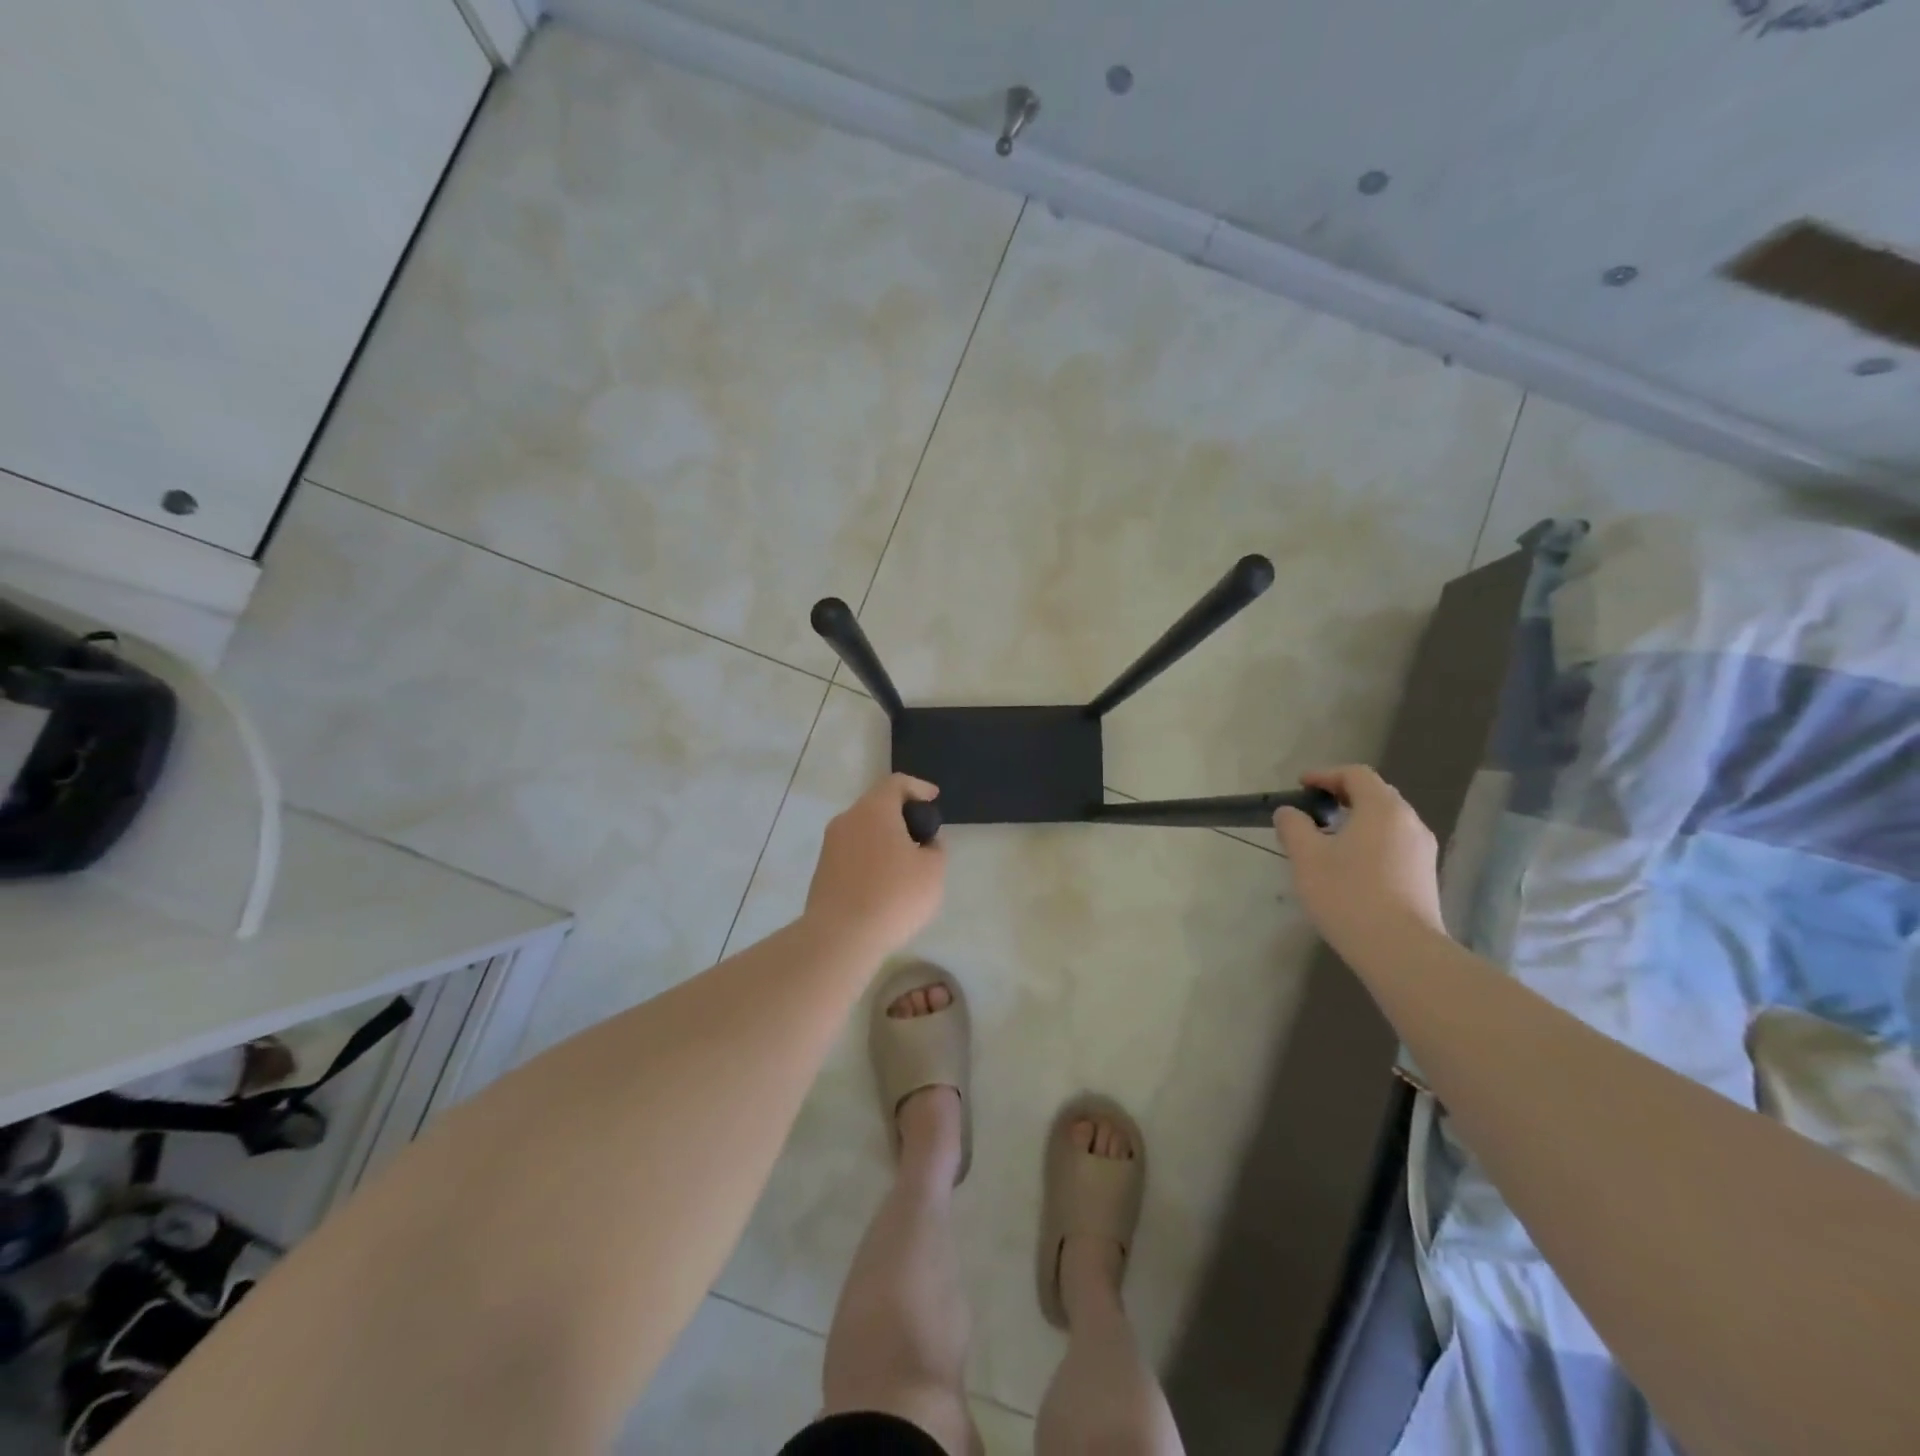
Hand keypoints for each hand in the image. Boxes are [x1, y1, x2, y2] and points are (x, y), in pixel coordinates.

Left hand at [804, 774, 946, 955]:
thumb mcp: (933, 870)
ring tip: (906, 862)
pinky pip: (853, 853)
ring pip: (863, 830)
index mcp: (874, 809)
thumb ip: (935, 848)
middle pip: (878, 805)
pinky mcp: (823, 871)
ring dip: (885, 838)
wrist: (839, 937)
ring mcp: (830, 846)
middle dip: (902, 814)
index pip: (897, 783)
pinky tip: (885, 882)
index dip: (919, 787)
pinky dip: (871, 857)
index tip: (934, 798)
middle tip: (923, 833)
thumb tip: (924, 843)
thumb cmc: (894, 895)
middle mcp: (848, 819)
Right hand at [1273, 765, 1445, 958]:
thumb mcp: (1306, 858)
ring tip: (1329, 838)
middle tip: (1315, 808)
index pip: (1355, 774)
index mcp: (1382, 808)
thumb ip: (1293, 827)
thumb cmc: (1348, 894)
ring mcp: (1422, 850)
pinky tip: (1351, 865)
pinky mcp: (1424, 876)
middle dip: (1343, 795)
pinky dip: (1371, 841)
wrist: (1400, 950)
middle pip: (1376, 794)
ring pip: (1387, 821)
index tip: (1301, 786)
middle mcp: (1409, 822)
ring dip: (1358, 820)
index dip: (1325, 775)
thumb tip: (1290, 812)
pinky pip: (1395, 844)